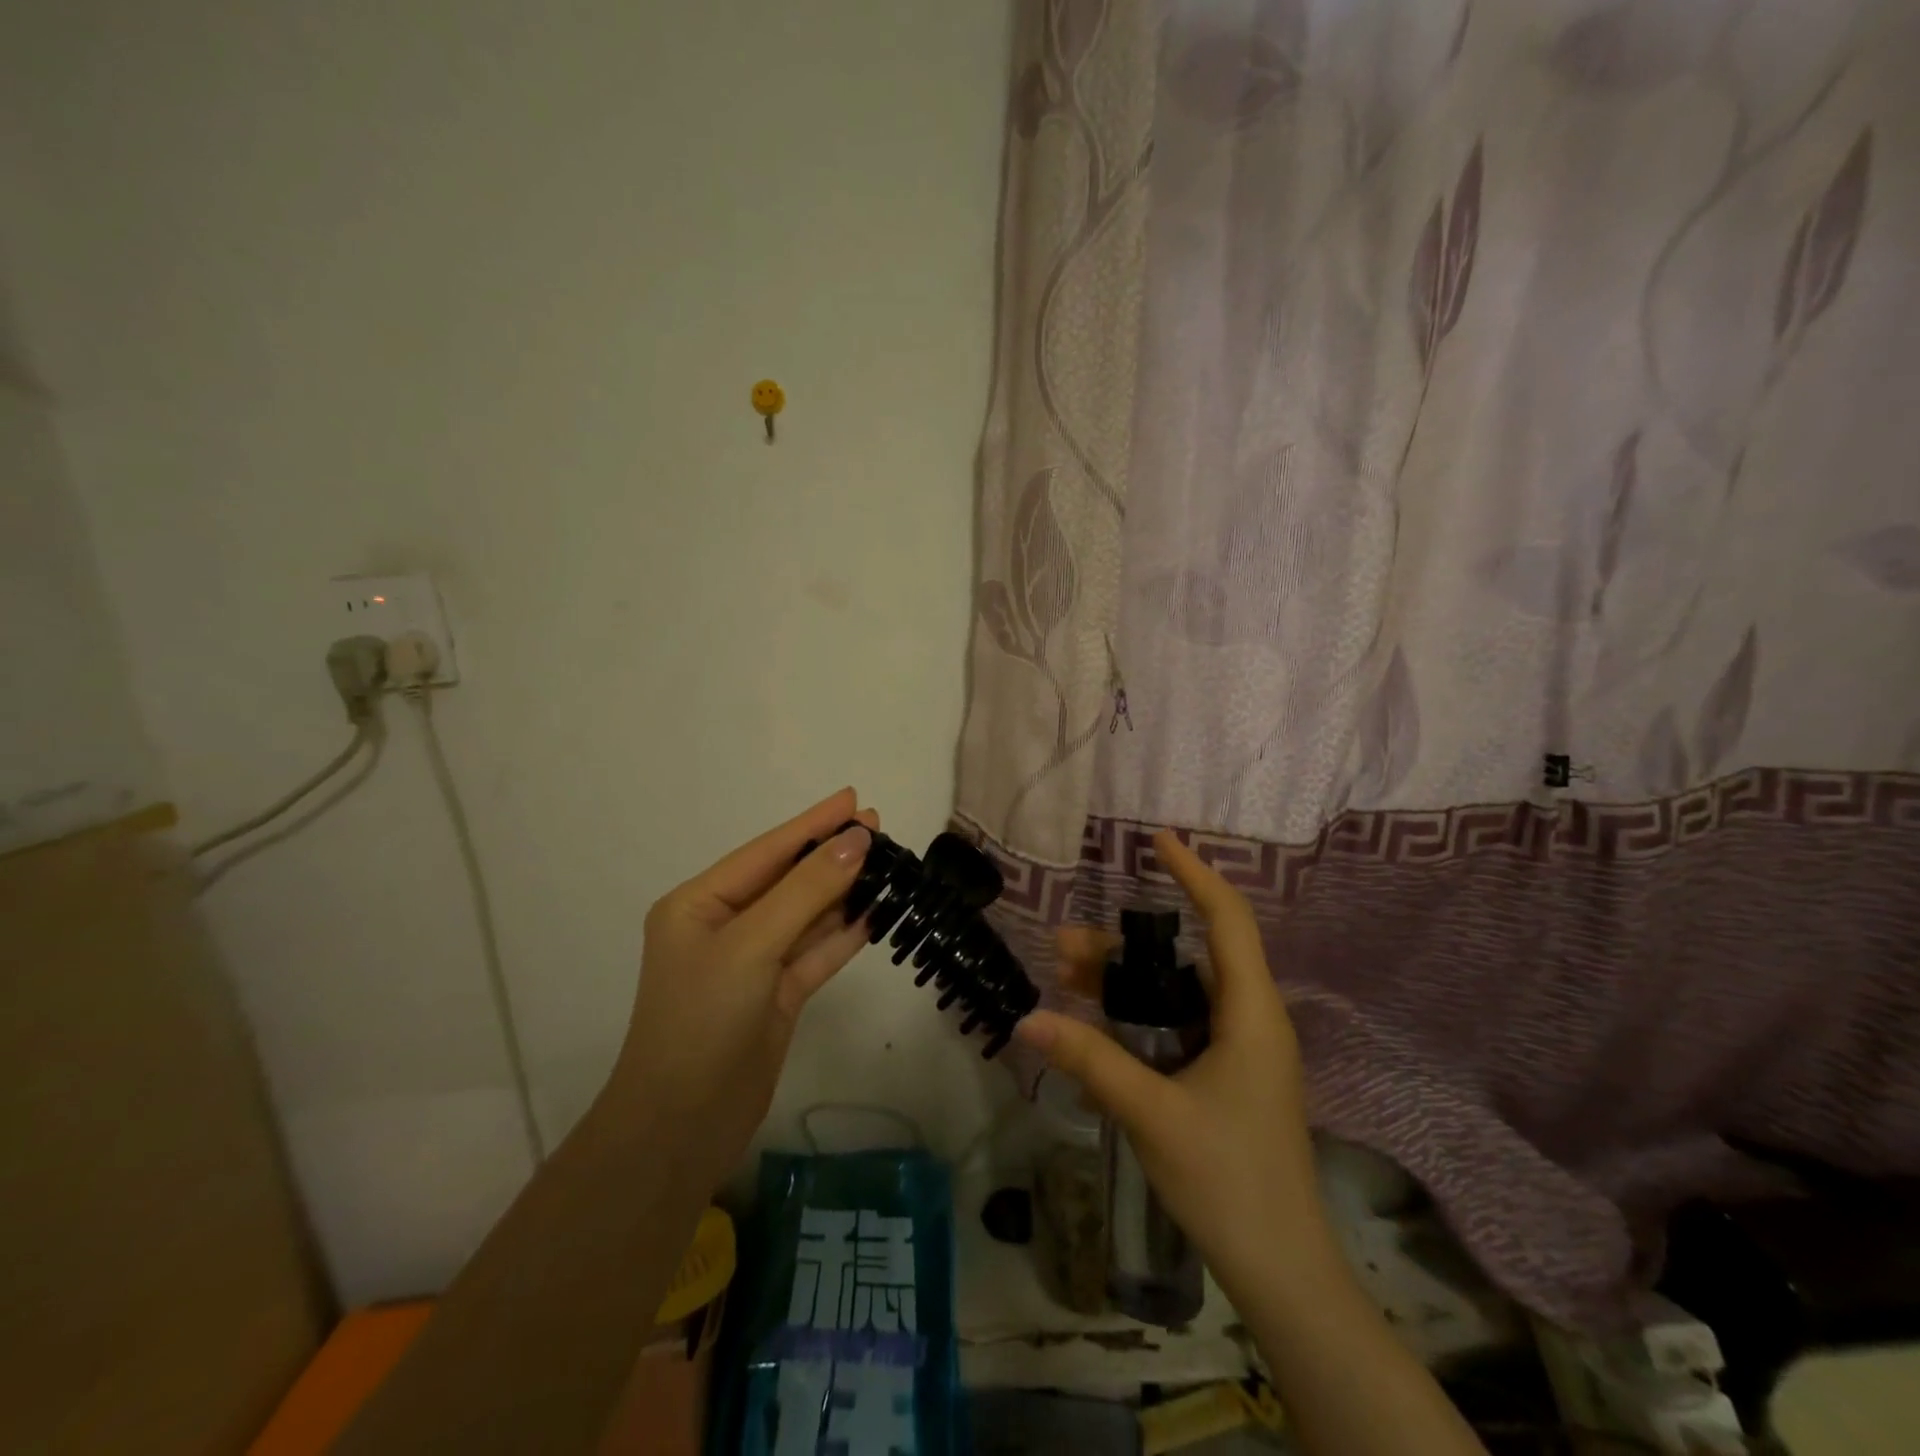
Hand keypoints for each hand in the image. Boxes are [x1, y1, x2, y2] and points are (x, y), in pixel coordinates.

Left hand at [610, 788, 876, 1191]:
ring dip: (843, 892)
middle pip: (788, 880)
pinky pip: (816, 953)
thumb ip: (807, 891)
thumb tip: (856, 842)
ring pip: (807, 915)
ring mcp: (753, 963)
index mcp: (699, 904)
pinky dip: (844, 934)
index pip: (766, 852)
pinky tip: (876, 912)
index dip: (811, 824)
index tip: (852, 799)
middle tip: (879, 827)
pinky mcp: (777, 995)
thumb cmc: (703, 1019)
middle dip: (831, 855)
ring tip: (887, 864)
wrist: (683, 1126)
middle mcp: (726, 927)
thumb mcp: (752, 945)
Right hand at [1014, 830, 1328, 1303]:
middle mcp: (1250, 1019)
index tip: (1159, 840)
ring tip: (1064, 975)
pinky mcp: (1225, 1075)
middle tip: (1063, 944)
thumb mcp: (1152, 1113)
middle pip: (1187, 954)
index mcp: (1251, 1013)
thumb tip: (1026, 1019)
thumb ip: (1090, 1060)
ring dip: (1124, 979)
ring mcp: (1239, 1049)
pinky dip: (1137, 1012)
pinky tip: (1095, 1021)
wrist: (1282, 1272)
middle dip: (1124, 943)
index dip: (1195, 873)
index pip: (1227, 919)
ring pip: (1177, 990)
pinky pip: (1177, 1022)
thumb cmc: (1229, 1180)